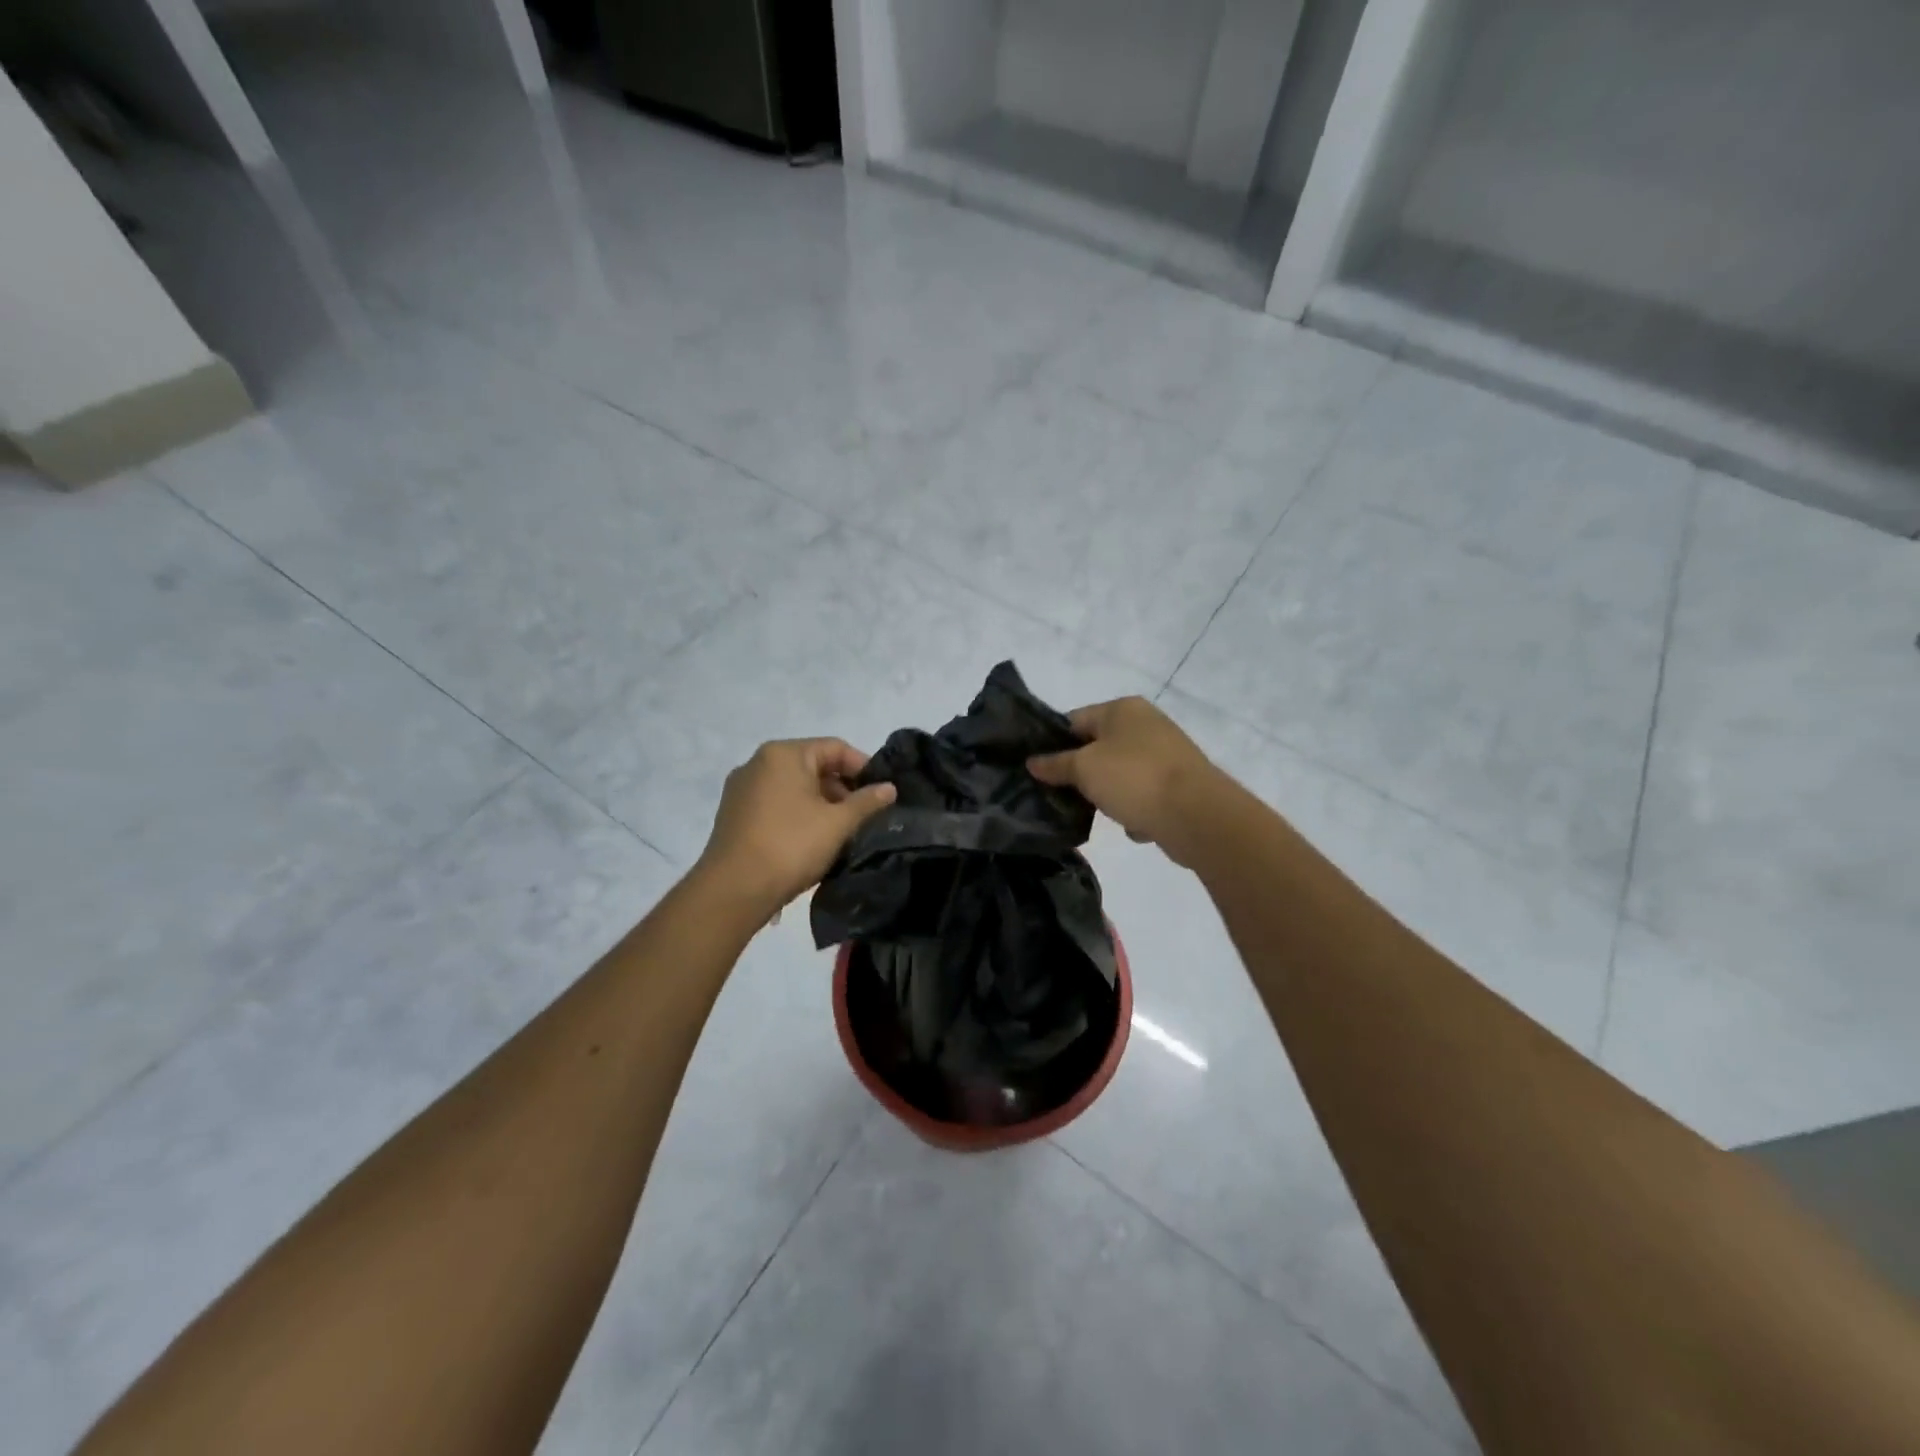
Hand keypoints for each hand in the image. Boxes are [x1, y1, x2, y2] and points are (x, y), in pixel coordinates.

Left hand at [696, 738, 896, 911]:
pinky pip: (775, 803)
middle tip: (863, 816)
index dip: (863, 767)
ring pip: (793, 786)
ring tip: (841, 831)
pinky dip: (798, 813)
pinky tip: (811, 839)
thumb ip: (867, 802)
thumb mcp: (838, 824)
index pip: (834, 747)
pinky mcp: (734, 814)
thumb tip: (889, 788)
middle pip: (812, 765)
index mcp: (783, 754)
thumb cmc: (791, 846)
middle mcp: (758, 763)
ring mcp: (742, 789)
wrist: (733, 890)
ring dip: (821, 803)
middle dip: (842, 788)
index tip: (881, 793)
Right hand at [1027, 698, 1229, 866]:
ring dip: (1108, 795)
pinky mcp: (1179, 783)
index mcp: (1122, 708)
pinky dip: (1136, 809)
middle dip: (1080, 773)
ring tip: (1098, 814)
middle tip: (1060, 796)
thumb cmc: (1134, 779)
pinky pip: (1143, 795)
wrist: (1198, 815)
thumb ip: (1055, 765)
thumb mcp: (1084, 769)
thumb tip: (1033, 762)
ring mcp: (1165, 754)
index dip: (1052, 744)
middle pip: (1097, 747)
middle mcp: (1146, 724)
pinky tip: (1134, 825)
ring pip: (1120, 774)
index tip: (1037, 771)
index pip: (1074, 720)